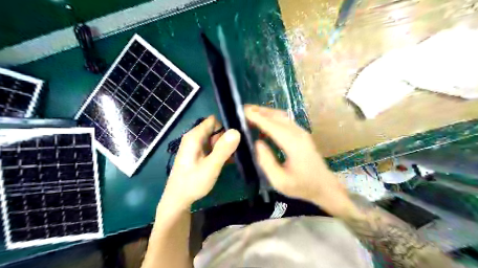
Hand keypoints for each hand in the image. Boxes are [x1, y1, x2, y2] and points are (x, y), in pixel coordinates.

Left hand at [161, 116, 242, 210]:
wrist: (178, 200)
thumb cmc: (193, 183)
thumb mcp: (211, 167)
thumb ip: (223, 149)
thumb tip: (236, 131)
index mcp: (194, 136)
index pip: (213, 121)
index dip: (225, 127)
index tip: (236, 139)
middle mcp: (194, 138)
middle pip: (214, 129)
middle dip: (225, 138)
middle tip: (234, 152)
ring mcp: (195, 146)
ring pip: (214, 139)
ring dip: (224, 146)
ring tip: (233, 157)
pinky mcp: (197, 154)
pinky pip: (211, 147)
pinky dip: (219, 152)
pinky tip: (227, 161)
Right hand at [244, 105, 351, 215]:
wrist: (325, 186)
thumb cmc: (302, 186)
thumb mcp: (280, 181)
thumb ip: (266, 162)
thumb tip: (257, 143)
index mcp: (293, 144)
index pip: (272, 126)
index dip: (257, 117)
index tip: (243, 111)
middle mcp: (298, 133)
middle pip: (277, 116)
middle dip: (260, 111)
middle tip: (243, 109)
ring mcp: (301, 132)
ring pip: (281, 116)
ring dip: (266, 112)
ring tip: (251, 113)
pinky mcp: (302, 134)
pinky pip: (285, 121)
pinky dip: (272, 118)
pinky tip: (264, 123)